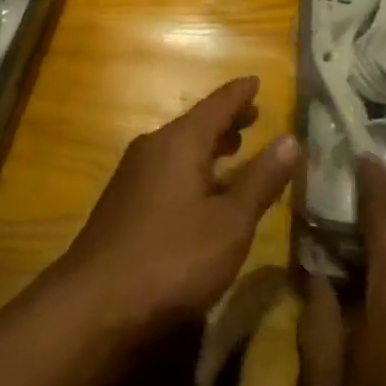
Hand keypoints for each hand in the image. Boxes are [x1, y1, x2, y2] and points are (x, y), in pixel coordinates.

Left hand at [59, 77, 300, 346]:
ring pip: (179, 148)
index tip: (256, 80)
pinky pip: (166, 169)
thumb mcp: (230, 223)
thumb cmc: (172, 258)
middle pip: (196, 124)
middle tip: (252, 116)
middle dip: (226, 120)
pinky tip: (198, 191)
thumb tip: (291, 139)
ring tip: (231, 149)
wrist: (94, 305)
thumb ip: (260, 180)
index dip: (240, 94)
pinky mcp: (123, 203)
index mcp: (180, 142)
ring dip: (208, 146)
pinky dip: (190, 168)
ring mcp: (133, 175)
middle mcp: (154, 147)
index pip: (217, 105)